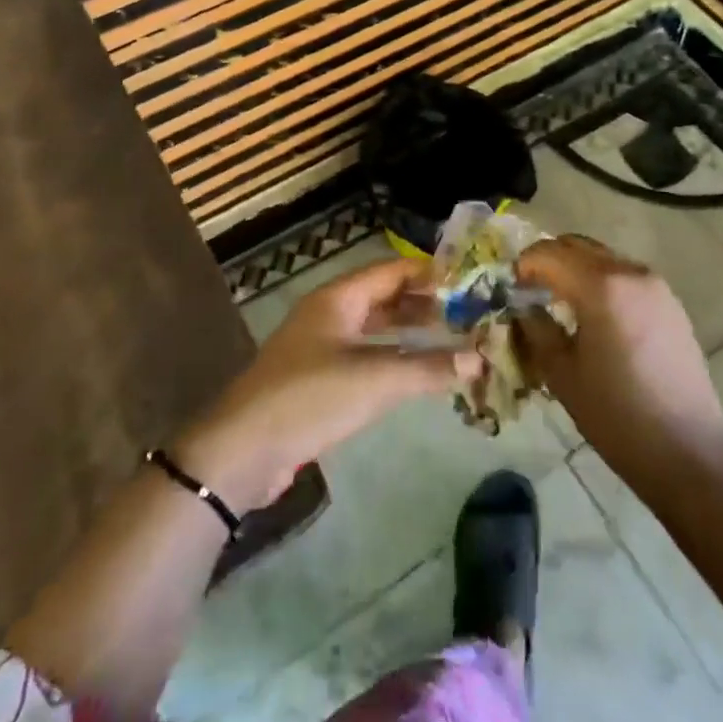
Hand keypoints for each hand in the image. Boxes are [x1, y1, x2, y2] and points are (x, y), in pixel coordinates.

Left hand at [176, 259, 481, 513]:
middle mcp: (331, 314)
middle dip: (424, 303)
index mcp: (338, 298)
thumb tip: (479, 358)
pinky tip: (417, 372)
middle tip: (468, 312)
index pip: (392, 270)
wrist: (243, 451)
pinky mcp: (320, 379)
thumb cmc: (310, 398)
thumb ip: (427, 368)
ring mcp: (323, 346)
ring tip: (452, 338)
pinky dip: (393, 358)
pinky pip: (366, 357)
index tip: (469, 281)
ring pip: (376, 328)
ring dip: (410, 332)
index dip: (429, 273)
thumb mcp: (374, 380)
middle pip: (384, 297)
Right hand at [514, 235, 722, 488]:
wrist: (689, 452)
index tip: (510, 288)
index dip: (523, 265)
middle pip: (577, 246)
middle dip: (548, 260)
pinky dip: (600, 281)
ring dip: (574, 269)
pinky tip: (593, 315)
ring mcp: (655, 285)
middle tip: (529, 290)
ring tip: (558, 302)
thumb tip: (522, 307)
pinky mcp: (670, 303)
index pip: (549, 254)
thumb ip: (536, 328)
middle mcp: (630, 272)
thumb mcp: (561, 373)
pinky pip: (624, 275)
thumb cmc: (617, 415)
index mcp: (601, 286)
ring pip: (602, 257)